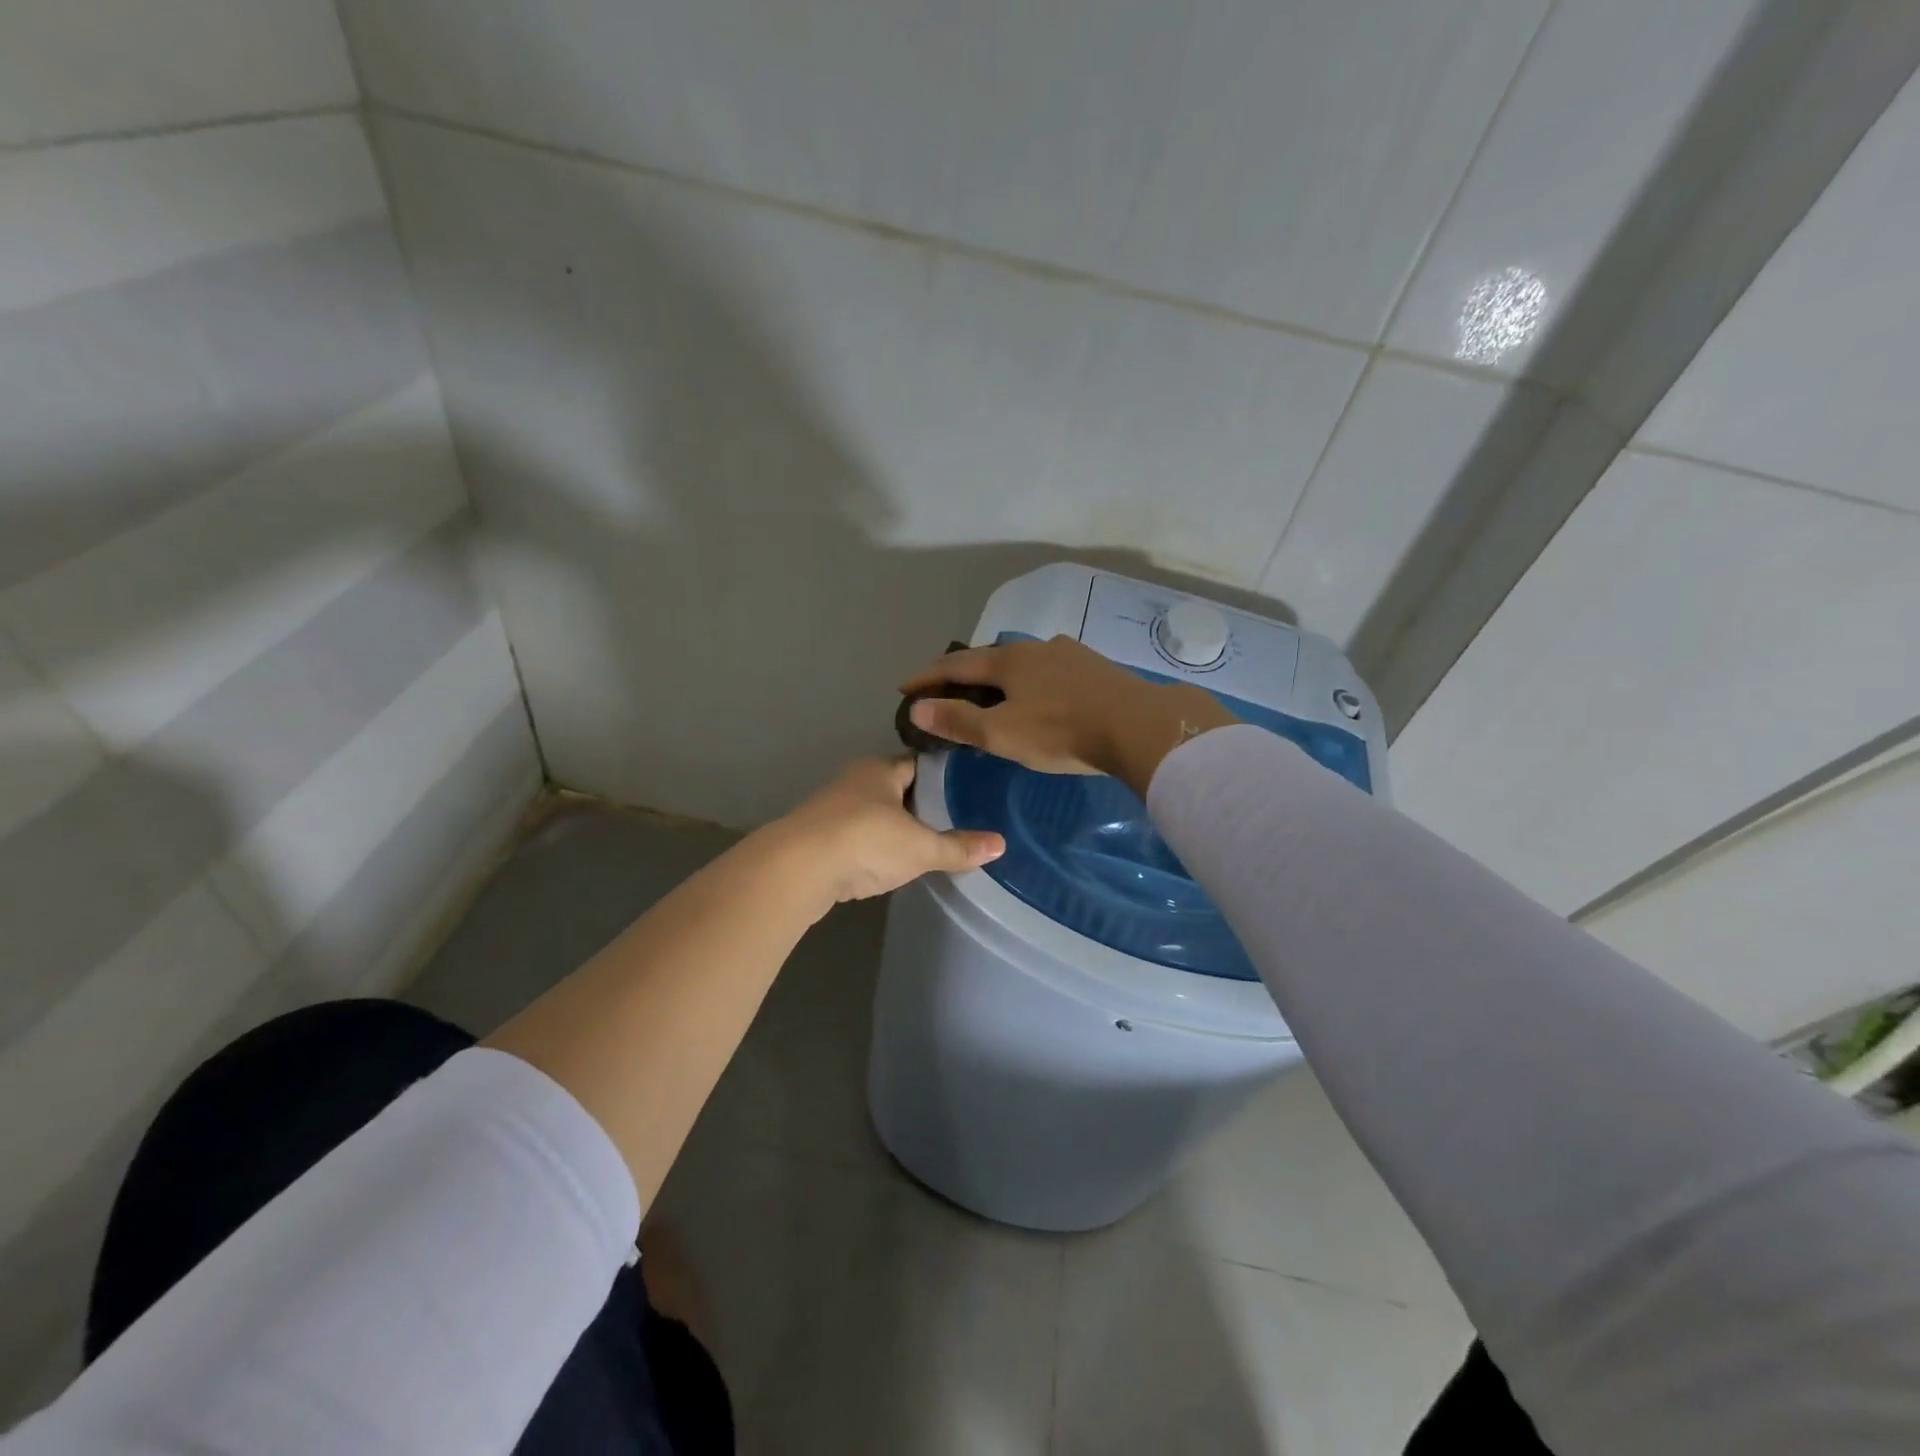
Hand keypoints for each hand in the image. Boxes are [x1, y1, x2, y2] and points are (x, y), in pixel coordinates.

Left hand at [771, 758, 1003, 904]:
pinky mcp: (819, 838)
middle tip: (957, 819)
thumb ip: (958, 847)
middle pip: (896, 788)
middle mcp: (855, 781)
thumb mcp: (920, 847)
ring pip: (874, 813)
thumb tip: (1001, 844)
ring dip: (895, 827)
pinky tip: (890, 863)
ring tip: (928, 843)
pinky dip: (874, 847)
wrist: (797, 869)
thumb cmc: (866, 841)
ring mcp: (833, 809)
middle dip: (921, 803)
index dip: (944, 776)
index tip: (969, 789)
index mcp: (880, 769)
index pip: (919, 764)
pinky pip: (857, 837)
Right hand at [900, 636, 1237, 790]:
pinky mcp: (1094, 667)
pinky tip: (1041, 693)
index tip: (905, 687)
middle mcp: (1035, 648)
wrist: (1137, 725)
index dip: (927, 677)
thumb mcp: (1001, 733)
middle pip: (989, 657)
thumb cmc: (1060, 732)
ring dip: (1000, 675)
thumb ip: (958, 720)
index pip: (955, 664)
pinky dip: (1031, 681)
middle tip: (946, 690)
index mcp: (1007, 661)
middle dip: (963, 673)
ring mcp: (1068, 654)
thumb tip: (917, 708)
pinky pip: (1050, 670)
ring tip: (993, 691)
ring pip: (1023, 662)